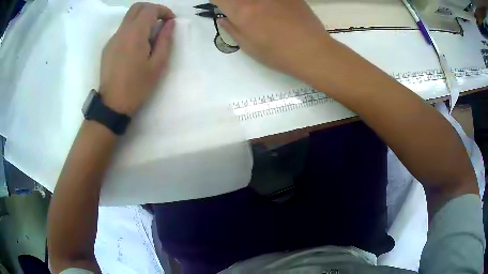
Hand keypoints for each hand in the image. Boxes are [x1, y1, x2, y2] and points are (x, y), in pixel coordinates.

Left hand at [100, 3, 175, 115]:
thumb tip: (170, 23)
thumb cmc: (137, 86)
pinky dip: (132, 29)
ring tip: (150, 34)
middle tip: (160, 22)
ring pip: (128, 17)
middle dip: (152, 9)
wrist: (112, 104)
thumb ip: (165, 40)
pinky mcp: (107, 47)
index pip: (150, 9)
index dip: (163, 11)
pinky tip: (136, 45)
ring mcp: (112, 38)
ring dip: (142, 18)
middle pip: (137, 7)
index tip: (170, 21)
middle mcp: (122, 31)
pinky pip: (122, 29)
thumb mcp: (158, 65)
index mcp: (135, 34)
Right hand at [213, 0, 329, 79]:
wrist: (312, 51)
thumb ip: (232, 29)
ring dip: (253, 3)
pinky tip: (277, 12)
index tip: (223, 6)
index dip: (219, 1)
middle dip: (236, 2)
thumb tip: (223, 18)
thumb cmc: (277, 54)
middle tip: (244, 11)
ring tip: (262, 14)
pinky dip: (270, 3)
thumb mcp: (249, 47)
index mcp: (241, 11)